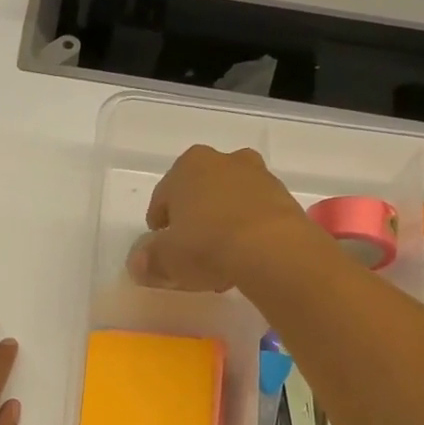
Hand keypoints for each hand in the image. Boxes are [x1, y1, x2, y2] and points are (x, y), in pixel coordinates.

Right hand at [128, 145, 312, 291]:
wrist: (272, 250)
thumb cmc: (206, 245)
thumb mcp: (165, 259)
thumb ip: (148, 260)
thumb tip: (138, 263)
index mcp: (188, 165)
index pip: (163, 196)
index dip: (159, 225)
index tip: (160, 247)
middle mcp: (224, 161)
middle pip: (200, 194)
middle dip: (194, 221)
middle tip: (190, 254)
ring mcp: (259, 176)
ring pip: (230, 203)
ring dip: (222, 226)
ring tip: (219, 263)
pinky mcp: (284, 197)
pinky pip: (255, 215)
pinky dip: (247, 233)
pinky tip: (243, 260)